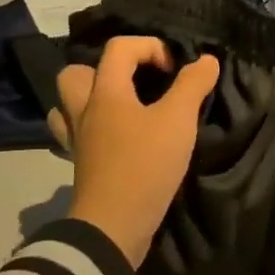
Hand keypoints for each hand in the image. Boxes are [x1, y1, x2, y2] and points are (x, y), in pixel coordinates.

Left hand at [54, 37, 218, 269]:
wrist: (113, 227)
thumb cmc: (144, 165)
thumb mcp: (178, 121)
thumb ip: (193, 85)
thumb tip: (207, 59)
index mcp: (105, 92)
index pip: (119, 47)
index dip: (150, 47)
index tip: (175, 70)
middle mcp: (84, 110)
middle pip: (76, 73)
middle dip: (105, 69)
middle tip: (136, 82)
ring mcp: (77, 140)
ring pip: (68, 106)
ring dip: (91, 99)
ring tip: (121, 107)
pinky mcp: (80, 166)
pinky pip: (76, 135)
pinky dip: (92, 130)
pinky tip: (115, 138)